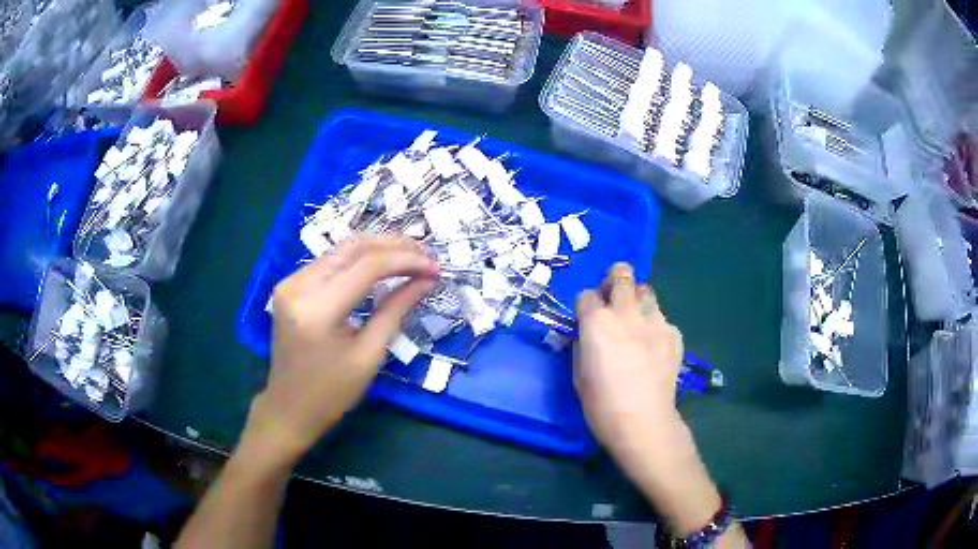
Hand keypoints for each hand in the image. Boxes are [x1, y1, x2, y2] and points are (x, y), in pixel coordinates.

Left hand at [243, 236, 438, 464]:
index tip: (435, 267)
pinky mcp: (289, 285)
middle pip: (353, 248)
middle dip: (394, 246)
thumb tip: (425, 280)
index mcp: (318, 310)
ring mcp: (289, 282)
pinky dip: (358, 259)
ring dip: (377, 249)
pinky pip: (329, 261)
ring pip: (341, 250)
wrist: (289, 408)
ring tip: (411, 256)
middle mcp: (298, 286)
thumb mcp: (369, 355)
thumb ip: (395, 310)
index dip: (405, 260)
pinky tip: (381, 264)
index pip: (367, 266)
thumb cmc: (332, 393)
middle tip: (426, 255)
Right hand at [574, 262, 685, 461]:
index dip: (585, 306)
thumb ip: (582, 345)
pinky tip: (654, 349)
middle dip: (614, 281)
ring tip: (636, 323)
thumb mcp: (578, 374)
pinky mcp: (674, 333)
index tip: (586, 320)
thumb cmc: (602, 404)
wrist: (643, 421)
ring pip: (646, 291)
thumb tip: (586, 334)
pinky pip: (662, 319)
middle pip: (621, 273)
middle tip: (614, 302)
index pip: (586, 294)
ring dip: (637, 300)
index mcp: (596, 322)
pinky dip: (655, 327)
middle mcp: (626, 312)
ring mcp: (655, 320)